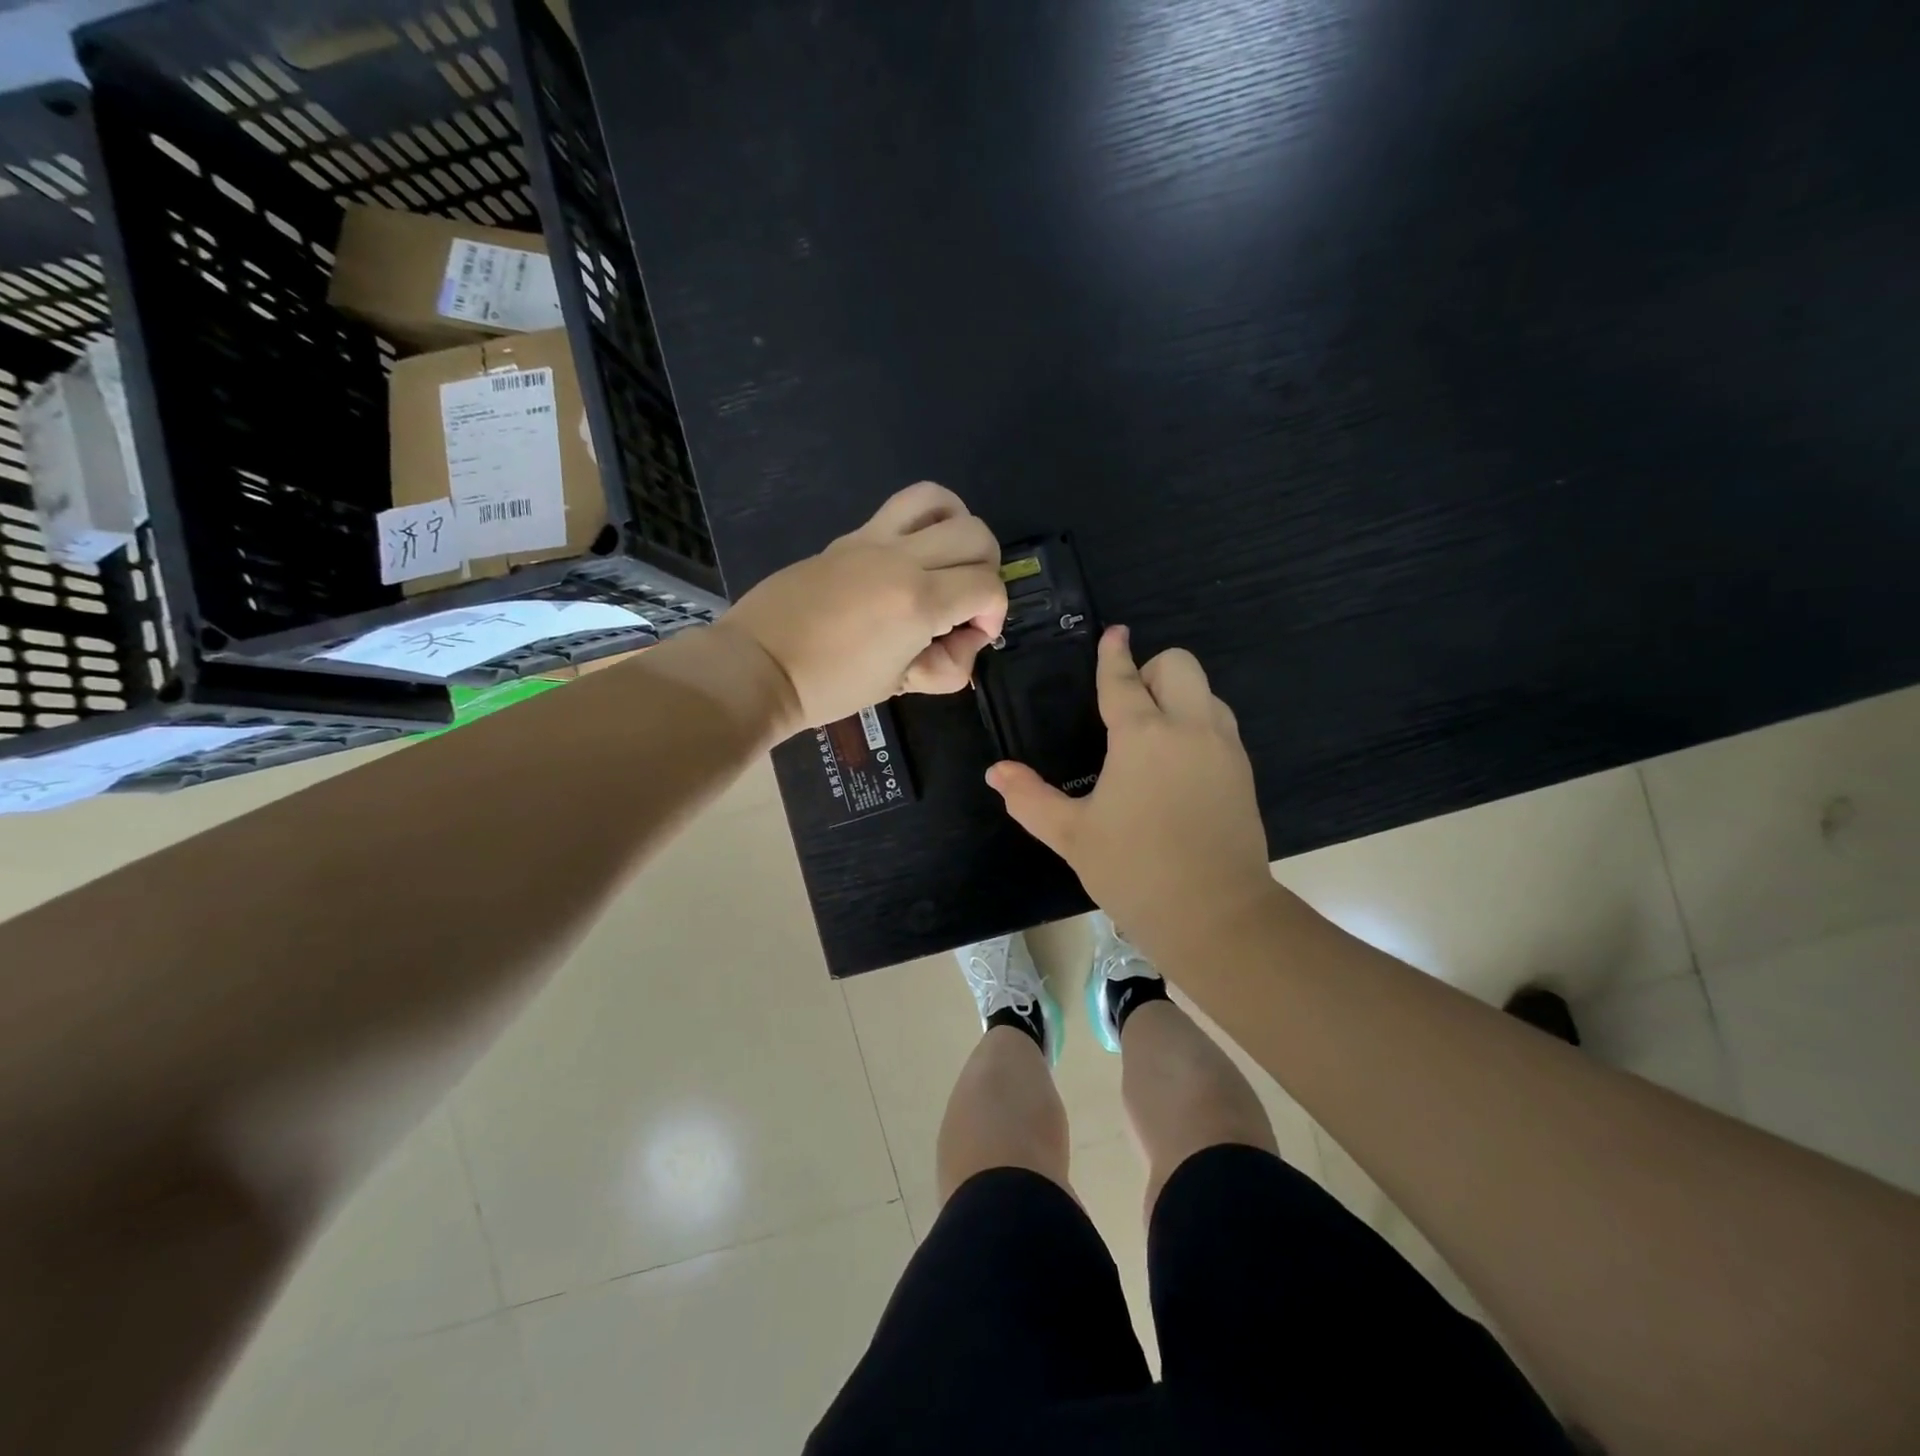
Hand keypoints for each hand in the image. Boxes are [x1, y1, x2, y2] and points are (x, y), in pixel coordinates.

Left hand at [718, 482, 1006, 733]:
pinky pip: (901, 507)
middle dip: (987, 570)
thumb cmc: (830, 686)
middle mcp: (902, 560)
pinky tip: (916, 552)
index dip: (994, 615)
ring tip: (948, 562)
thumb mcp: (899, 685)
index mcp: (918, 602)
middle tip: (965, 603)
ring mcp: (873, 540)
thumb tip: (965, 640)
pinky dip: (926, 520)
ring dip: (960, 528)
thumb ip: (947, 665)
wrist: (760, 665)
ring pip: (942, 501)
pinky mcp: (850, 537)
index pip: (988, 587)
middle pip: (977, 535)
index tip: (971, 638)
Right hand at [986, 627, 1275, 961]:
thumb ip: (1030, 798)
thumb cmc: (1135, 870)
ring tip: (1151, 738)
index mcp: (1143, 736)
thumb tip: (995, 772)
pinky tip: (1176, 767)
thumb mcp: (1072, 835)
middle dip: (1151, 670)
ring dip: (1178, 696)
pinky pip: (1219, 724)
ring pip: (1205, 691)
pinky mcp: (1243, 772)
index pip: (1123, 679)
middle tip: (1128, 711)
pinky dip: (1197, 724)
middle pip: (1179, 664)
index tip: (1113, 634)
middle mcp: (1189, 728)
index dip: (1113, 654)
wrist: (1216, 914)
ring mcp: (1224, 748)